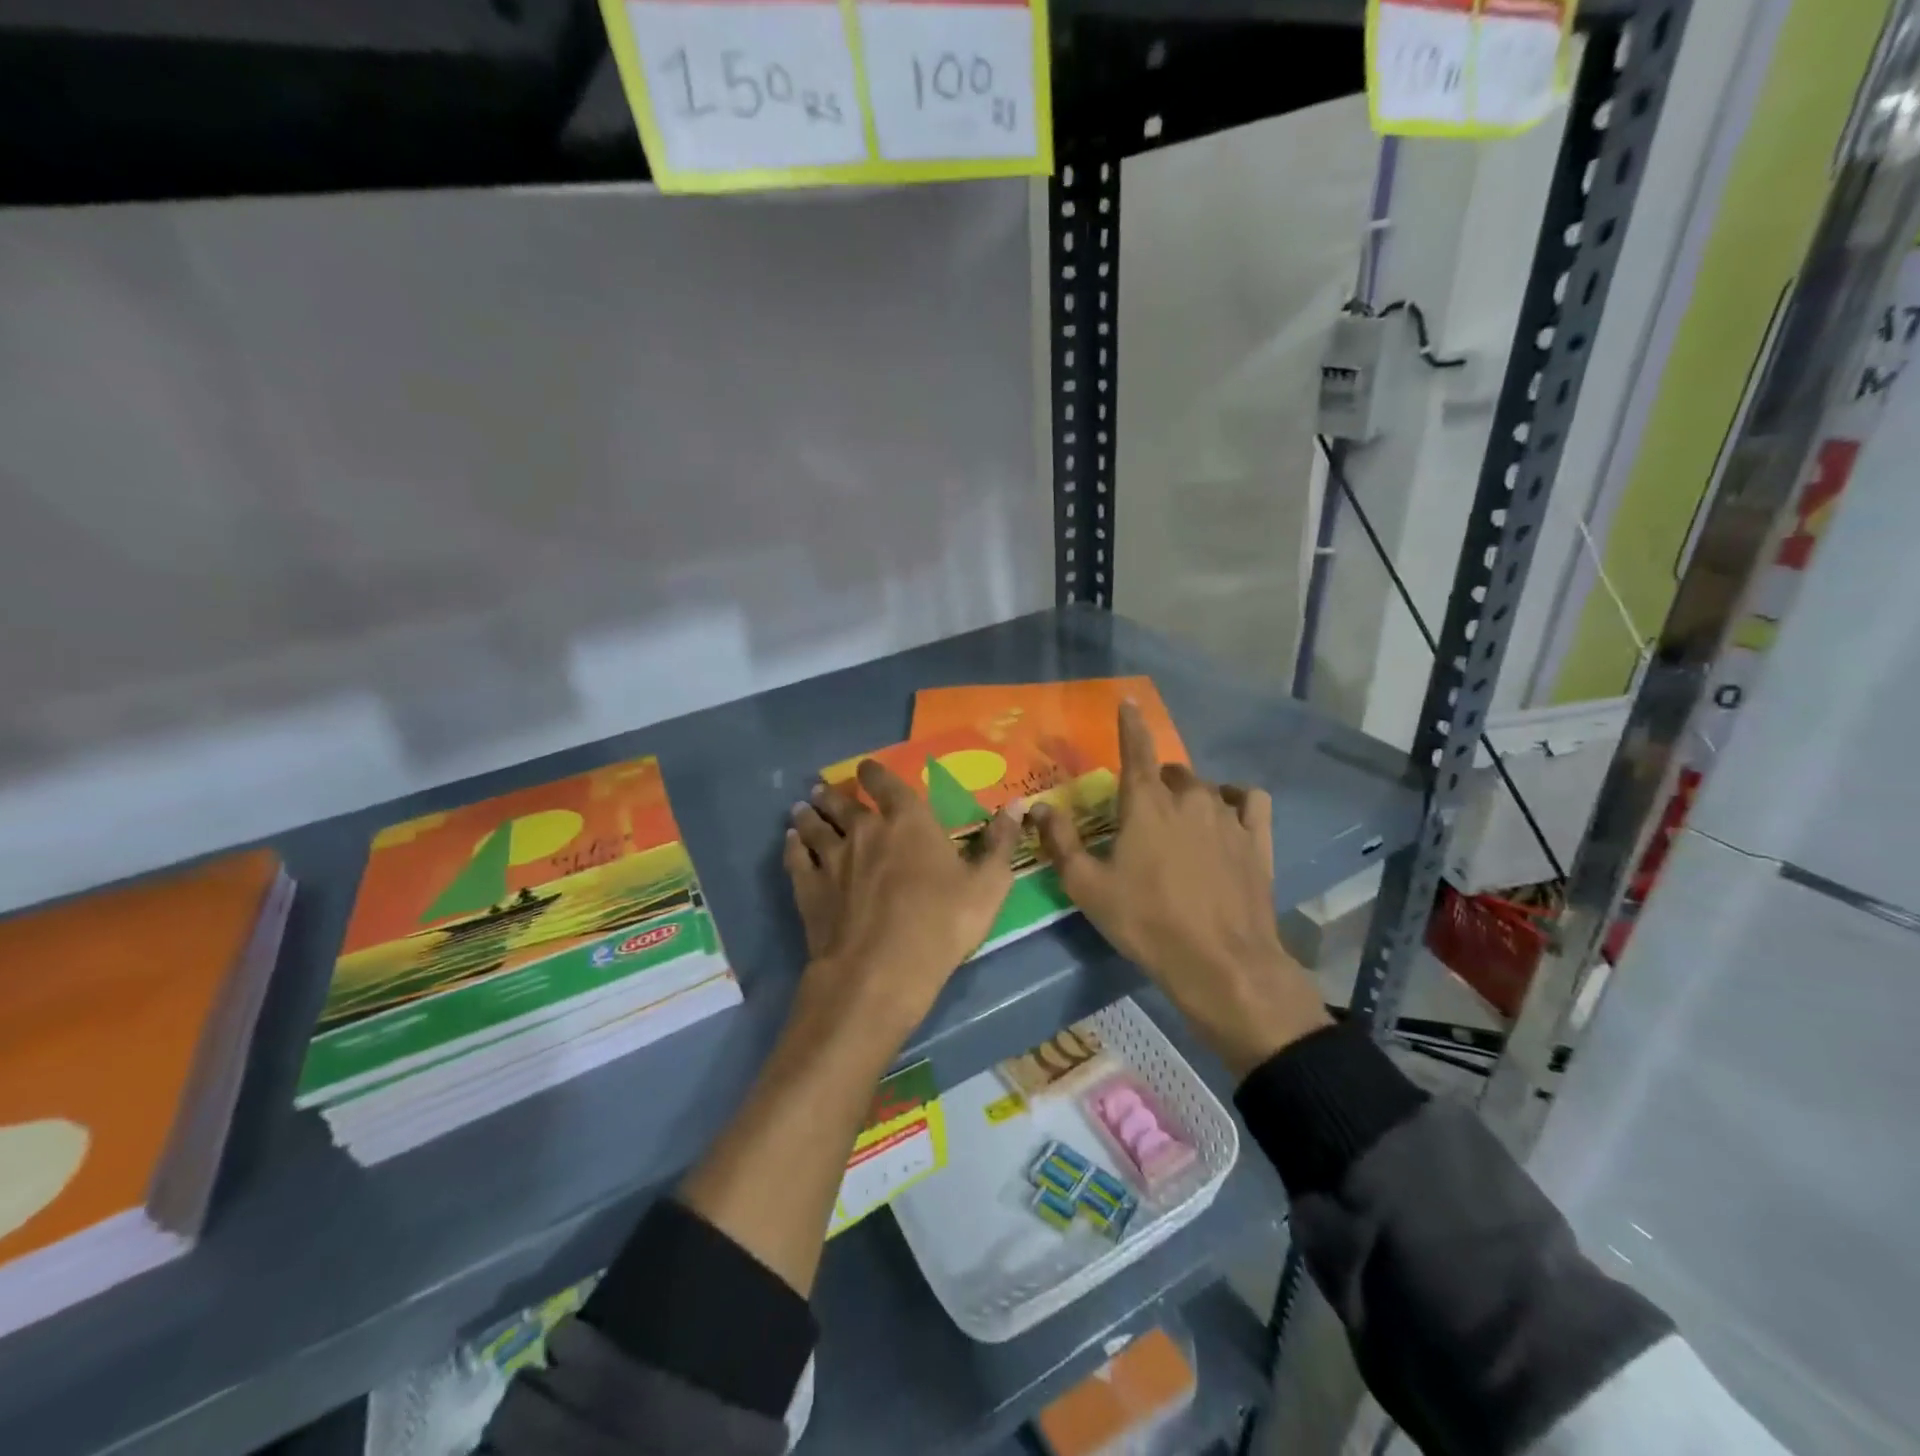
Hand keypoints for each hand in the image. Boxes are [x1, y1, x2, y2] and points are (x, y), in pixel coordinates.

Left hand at [786, 761, 1021, 1050]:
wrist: (880, 970)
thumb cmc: (941, 924)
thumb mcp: (988, 886)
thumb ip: (1001, 843)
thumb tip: (1018, 805)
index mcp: (908, 822)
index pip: (887, 784)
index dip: (875, 773)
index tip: (866, 768)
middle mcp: (864, 830)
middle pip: (843, 803)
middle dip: (834, 793)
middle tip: (822, 788)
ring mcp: (832, 858)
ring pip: (814, 826)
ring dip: (808, 814)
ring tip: (801, 807)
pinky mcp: (809, 888)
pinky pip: (796, 857)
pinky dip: (792, 846)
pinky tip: (790, 842)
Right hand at [1031, 703, 1330, 1077]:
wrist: (1219, 962)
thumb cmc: (1145, 921)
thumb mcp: (1087, 887)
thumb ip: (1060, 842)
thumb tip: (1039, 808)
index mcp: (1146, 803)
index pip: (1136, 748)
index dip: (1130, 724)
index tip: (1129, 703)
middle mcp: (1189, 798)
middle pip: (1170, 773)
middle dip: (1155, 783)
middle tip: (1142, 816)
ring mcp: (1228, 816)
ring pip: (1205, 788)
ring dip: (1188, 797)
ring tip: (1181, 826)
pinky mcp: (1257, 838)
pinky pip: (1248, 800)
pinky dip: (1235, 800)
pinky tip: (1228, 816)